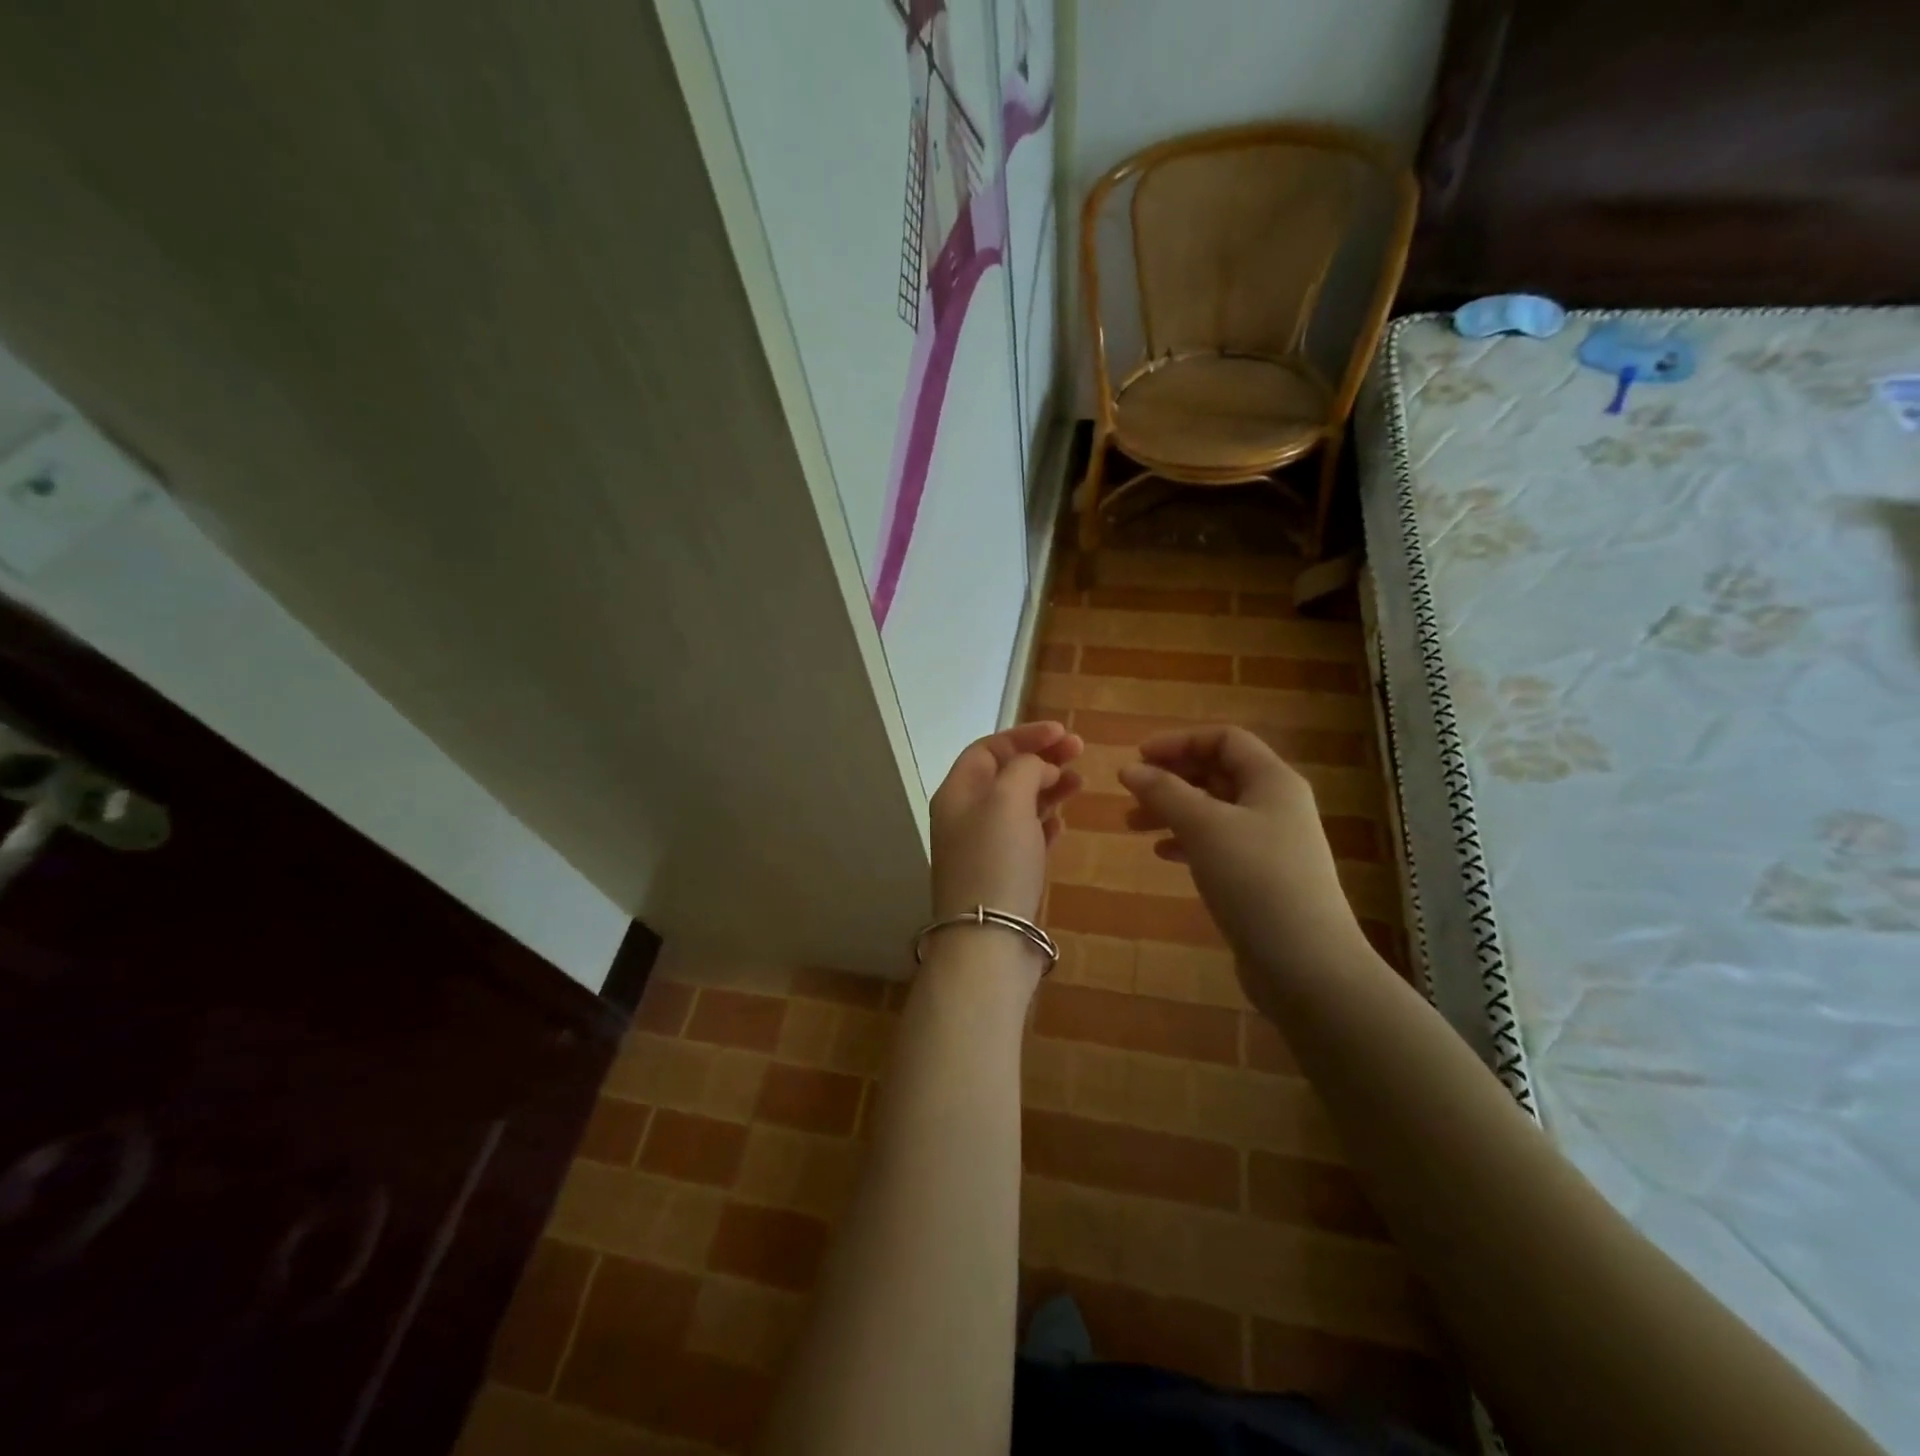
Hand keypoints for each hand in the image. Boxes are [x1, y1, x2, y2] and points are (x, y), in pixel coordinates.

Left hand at [930, 721, 1083, 921]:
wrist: (989, 940)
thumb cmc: (996, 861)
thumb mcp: (1008, 800)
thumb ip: (1025, 769)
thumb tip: (1038, 768)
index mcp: (957, 793)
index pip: (988, 749)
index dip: (1025, 736)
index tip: (1063, 733)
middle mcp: (965, 817)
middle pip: (1004, 775)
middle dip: (1041, 760)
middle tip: (1080, 753)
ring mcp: (983, 848)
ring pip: (1017, 806)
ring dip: (1047, 790)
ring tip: (1080, 784)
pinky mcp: (1002, 875)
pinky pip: (1024, 838)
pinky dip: (1043, 824)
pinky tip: (1062, 824)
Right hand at [1118, 726, 1366, 996]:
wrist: (1306, 965)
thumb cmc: (1255, 881)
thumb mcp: (1204, 827)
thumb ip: (1164, 793)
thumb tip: (1130, 769)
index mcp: (1272, 780)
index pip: (1224, 740)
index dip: (1179, 742)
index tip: (1138, 758)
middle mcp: (1275, 804)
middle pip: (1217, 773)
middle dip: (1171, 778)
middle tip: (1130, 793)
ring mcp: (1270, 843)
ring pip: (1213, 810)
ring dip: (1172, 810)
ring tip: (1132, 825)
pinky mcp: (1261, 877)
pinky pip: (1218, 843)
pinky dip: (1187, 841)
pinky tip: (1162, 854)